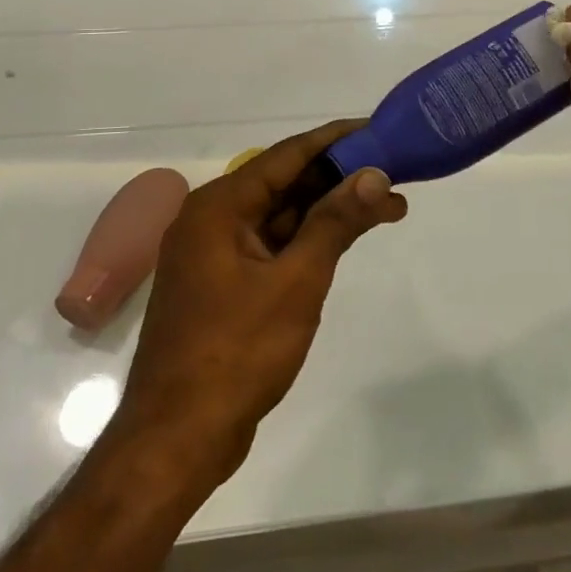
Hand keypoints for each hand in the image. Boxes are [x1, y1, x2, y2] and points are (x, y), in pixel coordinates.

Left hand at [110, 121, 407, 483]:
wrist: (176, 441)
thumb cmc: (236, 353)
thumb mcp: (296, 282)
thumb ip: (335, 222)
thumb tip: (374, 174)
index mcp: (219, 206)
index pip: (287, 155)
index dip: (336, 140)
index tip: (378, 130)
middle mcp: (212, 219)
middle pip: (285, 183)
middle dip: (340, 179)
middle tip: (394, 174)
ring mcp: (215, 254)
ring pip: (281, 215)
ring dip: (329, 210)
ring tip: (387, 206)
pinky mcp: (223, 284)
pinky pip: (272, 245)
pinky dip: (309, 239)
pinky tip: (345, 239)